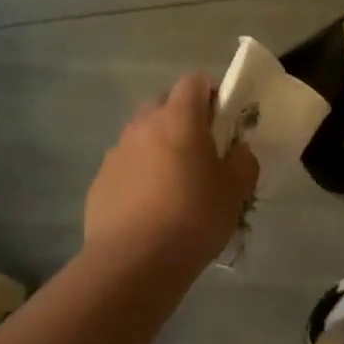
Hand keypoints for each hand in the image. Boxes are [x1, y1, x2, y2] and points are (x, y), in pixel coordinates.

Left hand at [83, 73, 259, 272]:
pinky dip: (138, 175)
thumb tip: (238, 152)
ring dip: (158, 147)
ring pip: (142, 135)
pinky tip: (149, 208)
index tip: (223, 119)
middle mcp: (144, 124)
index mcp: (179, 117)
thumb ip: (243, 161)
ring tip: (173, 184)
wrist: (133, 262)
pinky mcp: (100, 181)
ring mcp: (117, 151)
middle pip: (165, 104)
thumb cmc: (193, 217)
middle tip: (200, 151)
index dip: (211, 93)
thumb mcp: (235, 190)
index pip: (195, 80)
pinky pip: (125, 166)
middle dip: (183, 119)